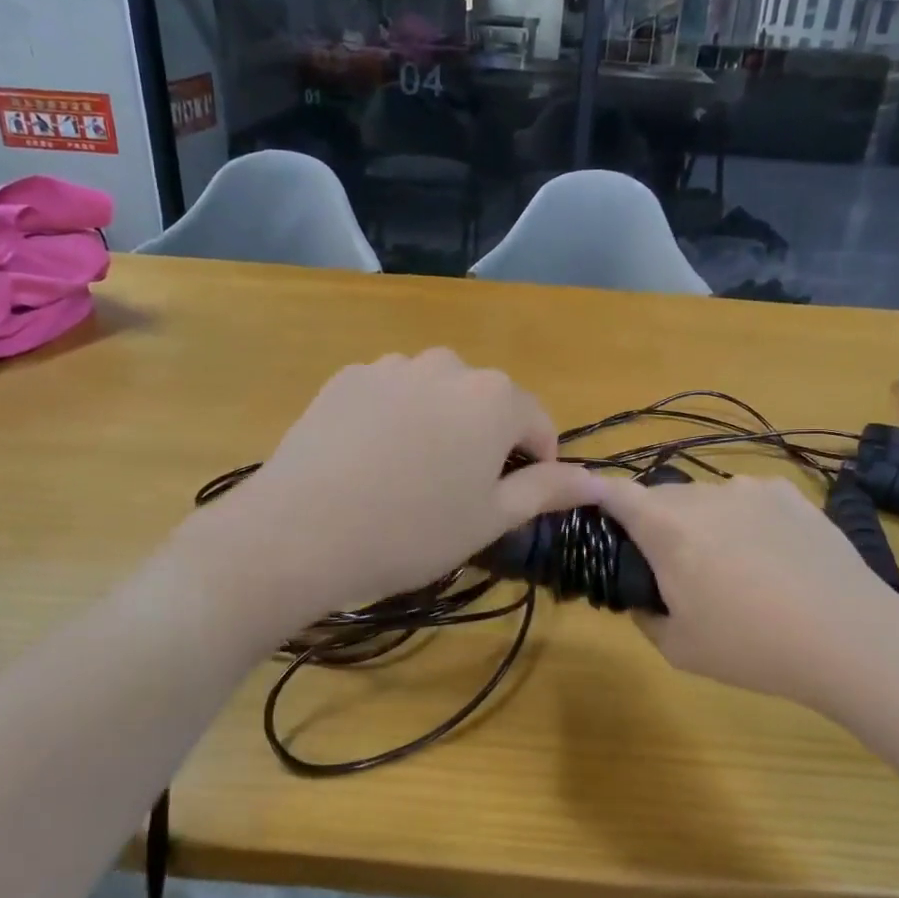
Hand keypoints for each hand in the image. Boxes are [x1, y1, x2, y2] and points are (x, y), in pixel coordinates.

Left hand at [226, 351, 603, 612]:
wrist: (299, 532)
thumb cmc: (411, 531)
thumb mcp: (490, 518)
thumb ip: (548, 490)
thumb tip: (598, 480)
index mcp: (494, 397)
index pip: (537, 424)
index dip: (535, 465)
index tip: (512, 501)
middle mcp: (447, 365)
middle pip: (486, 403)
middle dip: (485, 441)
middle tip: (457, 493)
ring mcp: (391, 366)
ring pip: (437, 394)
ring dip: (440, 425)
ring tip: (410, 476)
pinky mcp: (347, 377)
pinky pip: (390, 393)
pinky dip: (395, 418)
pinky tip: (370, 460)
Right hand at [595, 474, 898, 705]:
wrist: (850, 638)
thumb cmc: (752, 646)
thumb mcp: (678, 648)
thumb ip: (644, 614)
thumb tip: (641, 594)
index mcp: (666, 526)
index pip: (614, 491)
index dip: (597, 498)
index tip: (596, 518)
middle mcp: (703, 494)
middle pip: (661, 498)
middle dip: (657, 526)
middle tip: (677, 571)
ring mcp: (750, 489)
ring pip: (707, 500)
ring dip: (705, 524)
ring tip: (736, 569)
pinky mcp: (790, 494)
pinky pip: (749, 500)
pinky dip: (747, 521)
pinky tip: (774, 558)